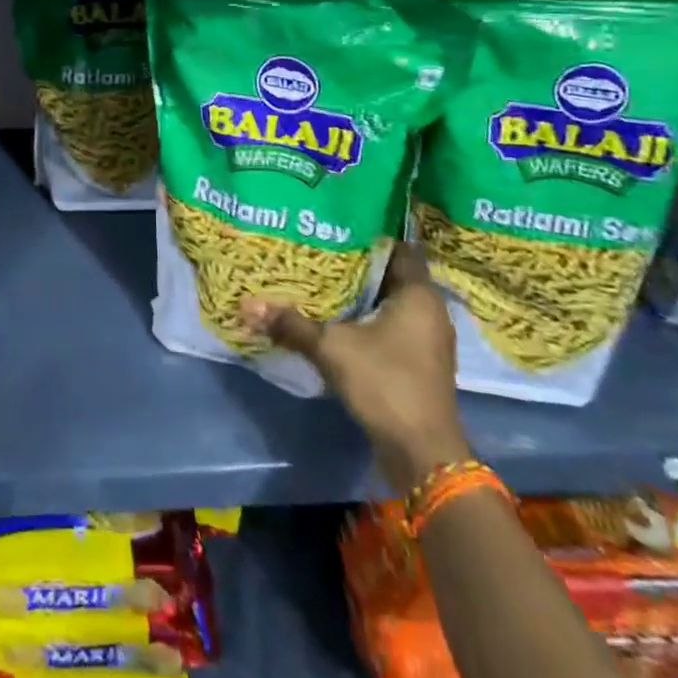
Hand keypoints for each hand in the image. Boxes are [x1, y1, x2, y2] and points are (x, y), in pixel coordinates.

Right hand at [241, 243, 469, 489]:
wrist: (422, 453)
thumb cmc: (386, 384)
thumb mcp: (332, 348)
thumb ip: (292, 324)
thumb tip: (247, 305)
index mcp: (419, 295)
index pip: (399, 247)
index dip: (370, 233)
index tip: (337, 224)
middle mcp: (430, 311)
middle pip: (391, 275)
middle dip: (358, 264)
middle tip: (319, 248)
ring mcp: (427, 340)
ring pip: (391, 302)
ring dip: (361, 294)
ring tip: (322, 279)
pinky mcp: (419, 362)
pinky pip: (392, 326)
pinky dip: (368, 319)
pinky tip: (337, 317)